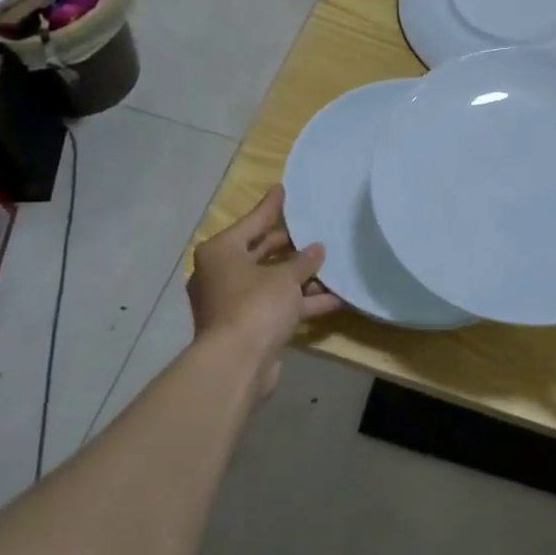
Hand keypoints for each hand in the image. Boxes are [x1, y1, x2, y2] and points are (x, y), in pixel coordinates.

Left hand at [188, 186, 339, 392]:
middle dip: (289, 245)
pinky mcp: (247, 326)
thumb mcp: (284, 278)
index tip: (283, 189)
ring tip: (330, 264)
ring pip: (271, 281)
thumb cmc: (255, 306)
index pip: (253, 221)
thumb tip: (317, 249)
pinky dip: (300, 302)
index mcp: (221, 252)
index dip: (271, 207)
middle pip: (260, 251)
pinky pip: (277, 306)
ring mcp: (233, 302)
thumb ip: (303, 261)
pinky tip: (333, 299)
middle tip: (312, 229)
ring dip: (299, 276)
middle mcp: (222, 273)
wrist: (237, 365)